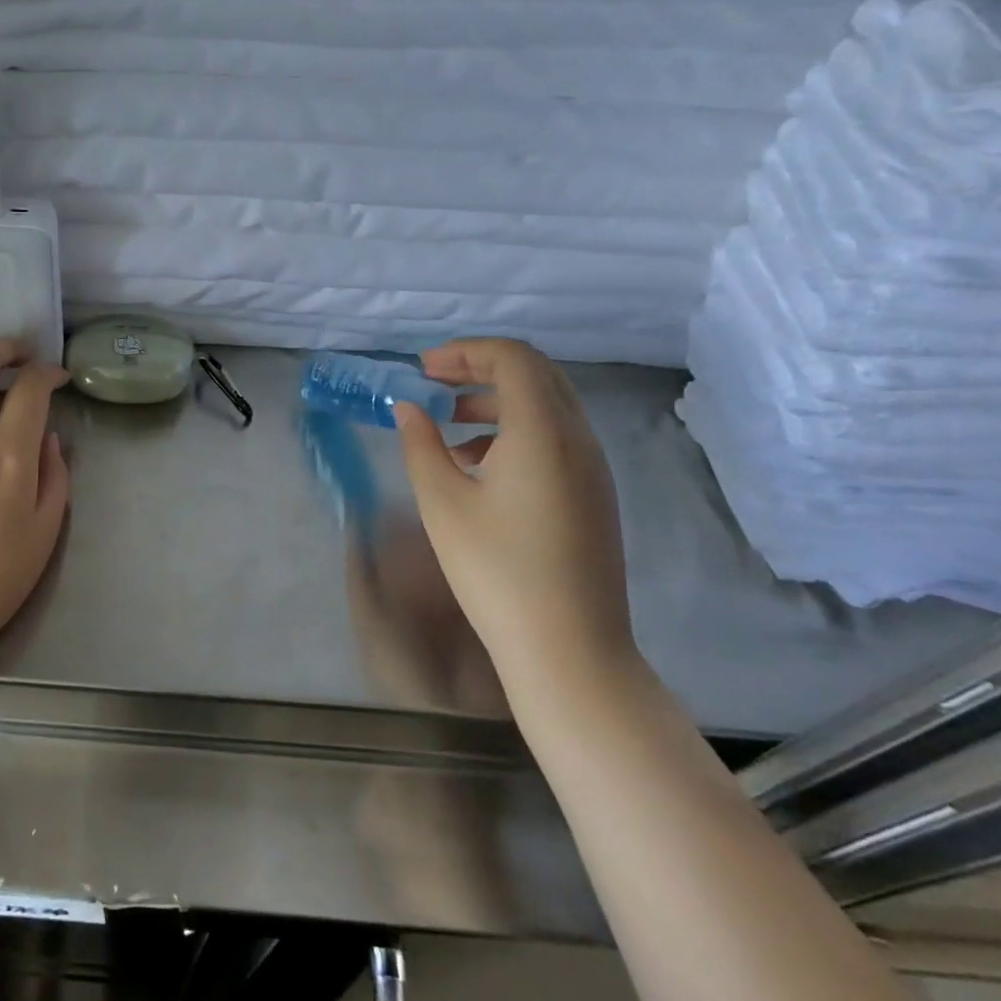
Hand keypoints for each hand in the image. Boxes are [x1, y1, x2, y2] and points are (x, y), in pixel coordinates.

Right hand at [393, 338, 636, 698]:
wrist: (569, 649)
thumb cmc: (496, 570)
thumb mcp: (441, 502)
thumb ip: (420, 444)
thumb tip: (408, 408)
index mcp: (542, 432)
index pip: (512, 359)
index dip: (465, 352)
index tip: (423, 369)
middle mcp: (577, 439)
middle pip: (534, 375)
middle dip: (479, 369)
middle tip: (432, 383)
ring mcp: (592, 469)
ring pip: (546, 406)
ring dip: (494, 399)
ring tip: (446, 422)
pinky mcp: (592, 495)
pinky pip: (554, 438)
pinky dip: (513, 430)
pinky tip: (474, 463)